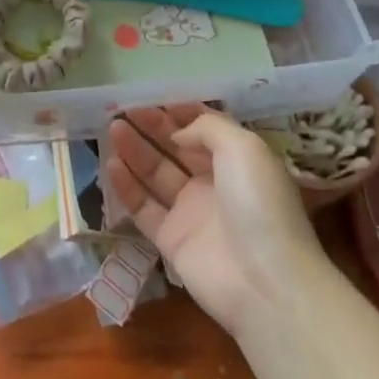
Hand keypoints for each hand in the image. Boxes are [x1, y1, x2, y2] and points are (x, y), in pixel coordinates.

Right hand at [105, 105, 325, 339]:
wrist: (266, 282)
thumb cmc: (259, 204)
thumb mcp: (243, 147)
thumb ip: (207, 128)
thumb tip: (177, 133)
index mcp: (238, 160)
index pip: (205, 129)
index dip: (180, 112)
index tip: (153, 97)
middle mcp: (214, 184)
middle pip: (176, 148)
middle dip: (152, 127)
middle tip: (124, 109)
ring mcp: (192, 213)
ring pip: (156, 174)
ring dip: (135, 150)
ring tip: (112, 127)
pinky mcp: (171, 240)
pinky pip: (144, 207)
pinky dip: (127, 186)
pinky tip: (112, 164)